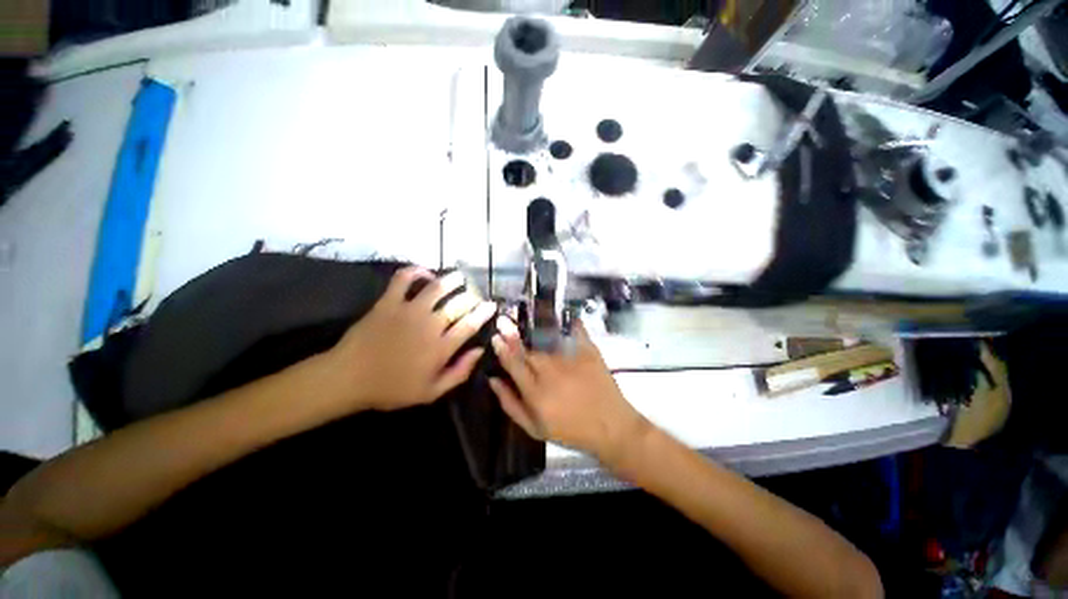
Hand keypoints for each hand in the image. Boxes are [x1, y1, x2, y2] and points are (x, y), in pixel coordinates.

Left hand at [328, 267, 495, 411]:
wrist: (348, 379)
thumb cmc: (391, 389)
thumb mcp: (431, 393)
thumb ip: (459, 373)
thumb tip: (480, 351)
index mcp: (441, 347)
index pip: (470, 325)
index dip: (484, 313)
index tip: (492, 305)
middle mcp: (430, 325)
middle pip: (458, 304)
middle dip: (472, 296)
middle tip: (476, 294)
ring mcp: (409, 310)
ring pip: (437, 287)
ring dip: (452, 279)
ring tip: (460, 277)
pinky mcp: (389, 302)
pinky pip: (404, 279)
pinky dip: (416, 271)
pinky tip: (425, 273)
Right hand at [489, 318, 648, 463]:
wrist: (610, 427)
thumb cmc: (570, 430)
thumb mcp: (534, 428)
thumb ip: (510, 404)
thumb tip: (493, 380)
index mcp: (535, 392)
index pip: (513, 364)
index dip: (502, 349)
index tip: (496, 337)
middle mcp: (550, 372)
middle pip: (528, 349)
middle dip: (514, 335)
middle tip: (506, 323)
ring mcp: (570, 360)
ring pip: (546, 339)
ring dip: (534, 328)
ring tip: (527, 319)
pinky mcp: (588, 352)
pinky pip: (575, 332)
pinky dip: (568, 322)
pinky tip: (562, 316)